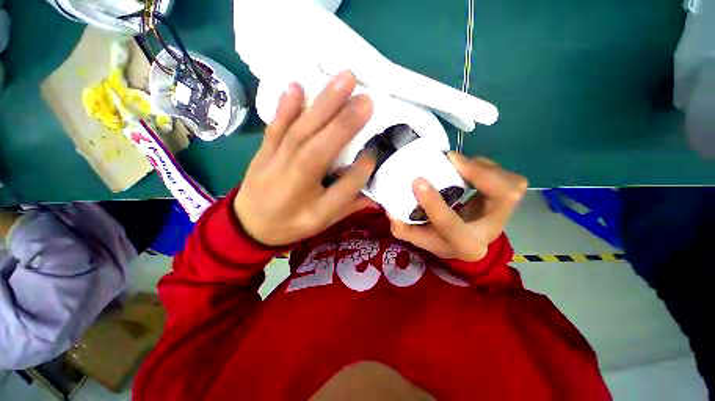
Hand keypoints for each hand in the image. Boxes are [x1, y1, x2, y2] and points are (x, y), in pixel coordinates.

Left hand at [234, 70, 376, 245]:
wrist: (249, 224)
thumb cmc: (291, 222)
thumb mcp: (323, 221)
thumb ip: (349, 203)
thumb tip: (372, 185)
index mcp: (313, 204)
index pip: (344, 185)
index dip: (361, 171)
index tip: (375, 156)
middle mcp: (294, 178)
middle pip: (321, 147)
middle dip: (345, 122)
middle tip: (368, 99)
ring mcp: (276, 159)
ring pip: (302, 129)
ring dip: (323, 103)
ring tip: (345, 79)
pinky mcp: (265, 149)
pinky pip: (276, 125)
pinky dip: (286, 106)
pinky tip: (296, 86)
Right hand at [388, 154, 526, 261]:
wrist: (465, 242)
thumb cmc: (440, 239)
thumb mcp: (416, 237)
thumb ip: (401, 227)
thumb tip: (390, 207)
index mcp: (464, 244)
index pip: (450, 224)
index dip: (434, 203)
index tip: (418, 181)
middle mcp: (491, 230)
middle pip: (504, 198)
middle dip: (480, 173)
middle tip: (451, 160)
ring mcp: (504, 214)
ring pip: (511, 183)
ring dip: (482, 167)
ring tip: (456, 162)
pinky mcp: (507, 201)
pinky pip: (508, 177)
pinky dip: (486, 167)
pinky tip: (466, 167)